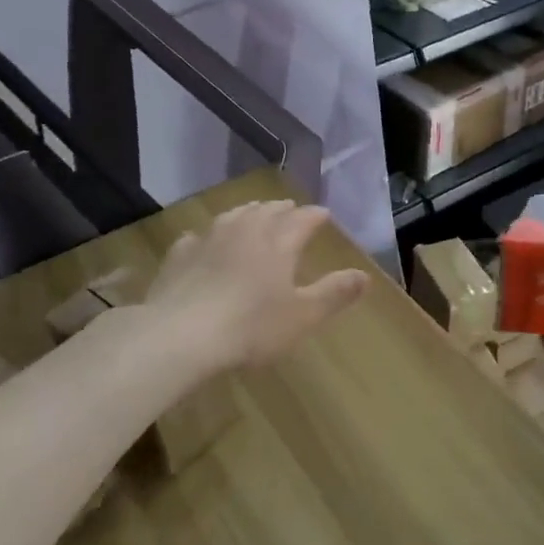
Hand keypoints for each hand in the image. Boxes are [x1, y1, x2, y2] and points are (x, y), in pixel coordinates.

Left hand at [144, 200, 368, 375]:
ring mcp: (209, 239)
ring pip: (233, 216)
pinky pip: (197, 237)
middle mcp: (245, 231)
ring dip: (248, 213)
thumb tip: (364, 275)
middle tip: (290, 209)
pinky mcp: (179, 255)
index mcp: (278, 243)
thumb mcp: (302, 316)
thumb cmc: (250, 327)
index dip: (315, 216)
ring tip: (253, 214)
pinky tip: (202, 241)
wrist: (179, 335)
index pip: (302, 220)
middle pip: (267, 212)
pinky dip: (207, 236)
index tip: (323, 214)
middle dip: (282, 210)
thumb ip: (334, 293)